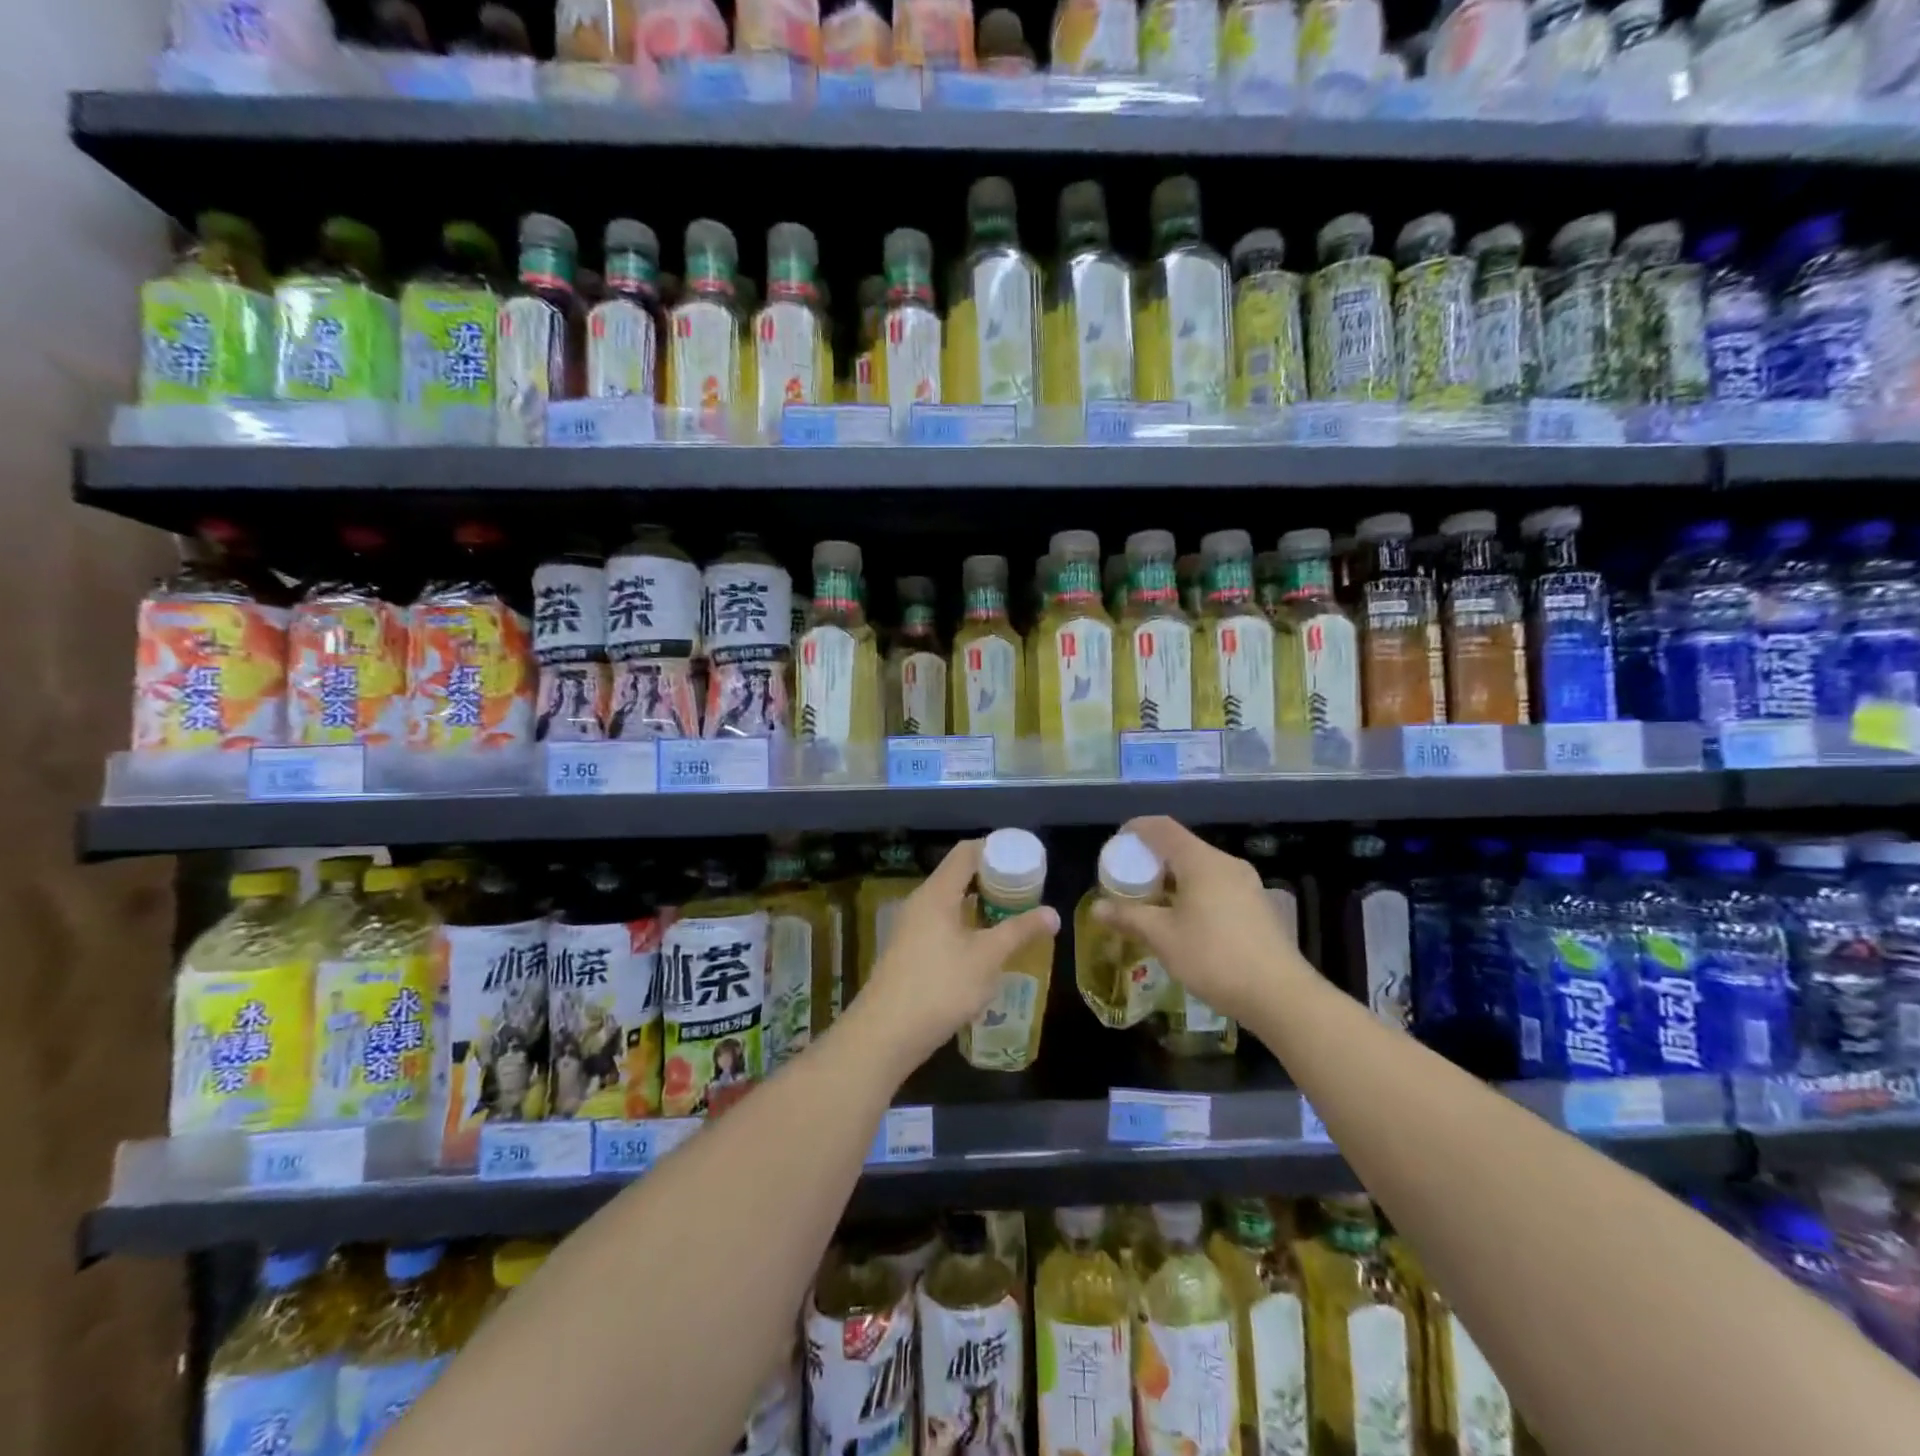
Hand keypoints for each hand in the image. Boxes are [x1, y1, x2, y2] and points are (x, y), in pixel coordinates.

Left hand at [854, 838, 1059, 1075]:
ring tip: (1011, 918)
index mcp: (937, 892)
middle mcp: (921, 902)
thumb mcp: (987, 958)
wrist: (886, 1033)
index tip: (1024, 859)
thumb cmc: (940, 986)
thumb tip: (1053, 913)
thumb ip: (1020, 931)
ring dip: (980, 906)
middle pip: (959, 875)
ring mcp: (911, 927)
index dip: (996, 849)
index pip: (967, 852)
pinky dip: (966, 925)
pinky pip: (942, 924)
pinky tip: (984, 947)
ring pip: (950, 902)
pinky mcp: (909, 950)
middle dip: (993, 880)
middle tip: (1025, 892)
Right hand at [1090, 816, 1306, 1027]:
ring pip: (1201, 868)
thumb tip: (1097, 908)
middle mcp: (1226, 863)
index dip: (1136, 829)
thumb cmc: (1215, 957)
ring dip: (1174, 879)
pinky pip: (1217, 886)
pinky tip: (1186, 922)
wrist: (1281, 995)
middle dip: (1152, 859)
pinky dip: (1194, 892)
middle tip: (1130, 881)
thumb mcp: (1163, 938)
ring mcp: (1247, 884)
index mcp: (1201, 861)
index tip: (1116, 845)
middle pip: (1182, 847)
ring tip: (1154, 904)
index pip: (1162, 827)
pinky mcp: (1258, 905)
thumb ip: (1129, 917)